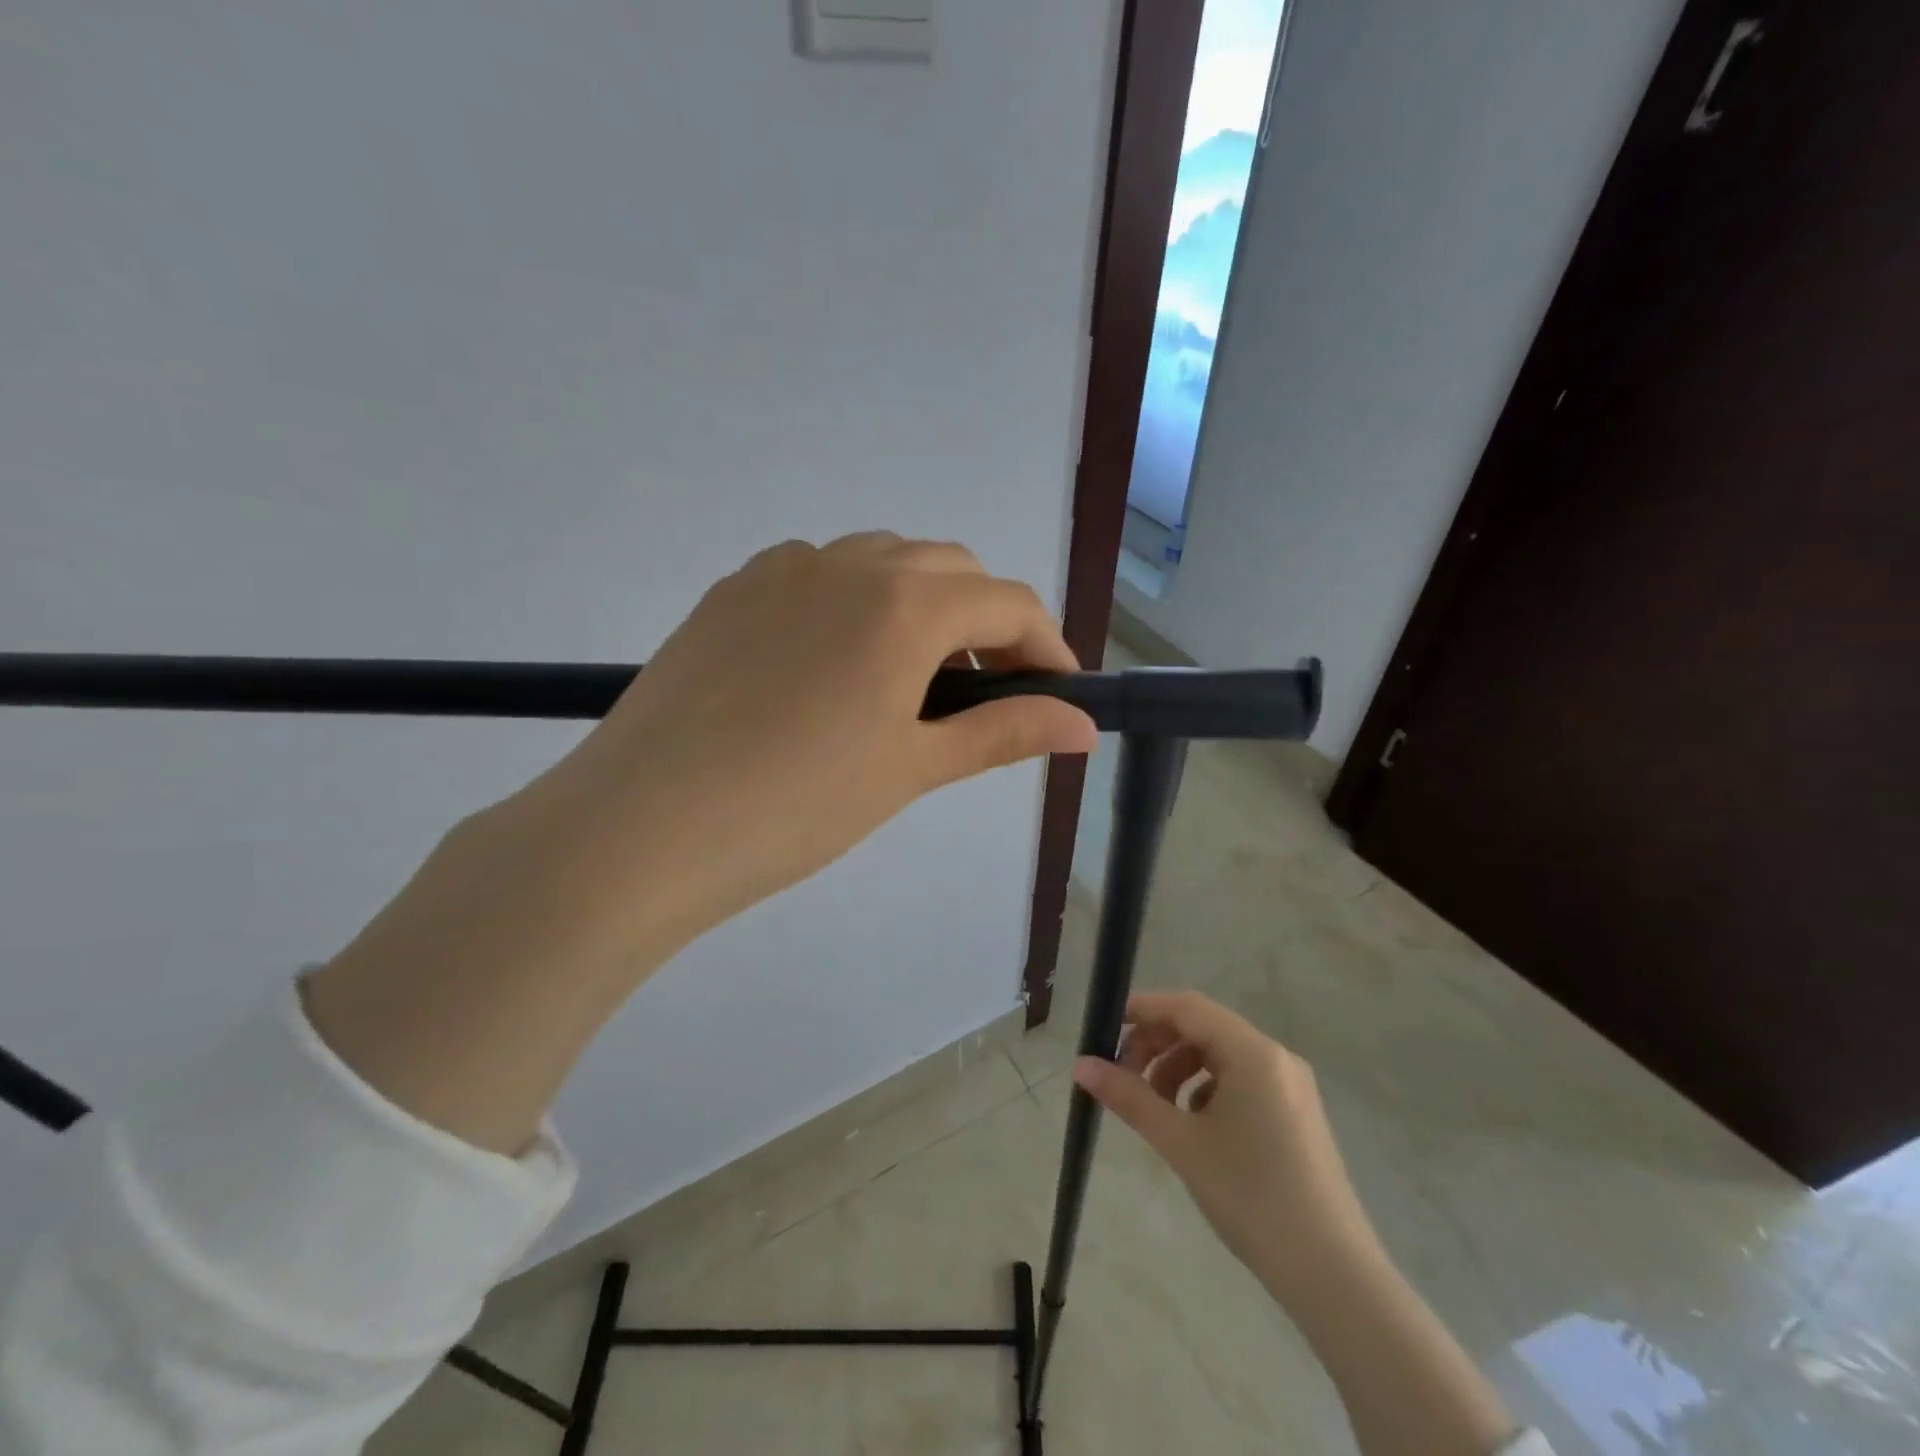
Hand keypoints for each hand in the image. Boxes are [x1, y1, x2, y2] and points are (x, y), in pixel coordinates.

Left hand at [491, 532, 1098, 963]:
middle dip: (986, 624)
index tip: (1057, 696)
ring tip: (912, 681)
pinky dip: (856, 602)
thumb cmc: (796, 806)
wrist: (642, 827)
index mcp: (903, 603)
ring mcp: (781, 569)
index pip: (1008, 603)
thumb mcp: (912, 769)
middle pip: (950, 570)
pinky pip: (819, 574)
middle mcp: (847, 563)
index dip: (1046, 647)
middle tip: (985, 695)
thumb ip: (1004, 733)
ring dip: (922, 606)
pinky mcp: (732, 590)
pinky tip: (836, 666)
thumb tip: (1084, 728)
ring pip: (883, 563)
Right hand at [1077, 991, 1519, 1455]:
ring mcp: (1290, 1085)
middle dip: (1157, 1044)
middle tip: (1122, 1075)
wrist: (1333, 1275)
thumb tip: (1080, 1065)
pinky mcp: (1296, 1113)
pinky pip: (1241, 1080)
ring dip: (1179, 1068)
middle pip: (1203, 1028)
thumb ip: (1128, 1097)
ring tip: (1154, 1106)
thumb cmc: (1251, 1196)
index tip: (1104, 1028)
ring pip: (1221, 1055)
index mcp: (1251, 1052)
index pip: (1186, 1007)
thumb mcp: (1180, 1142)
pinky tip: (1192, 1125)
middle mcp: (1275, 1056)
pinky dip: (1207, 1089)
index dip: (1142, 1010)